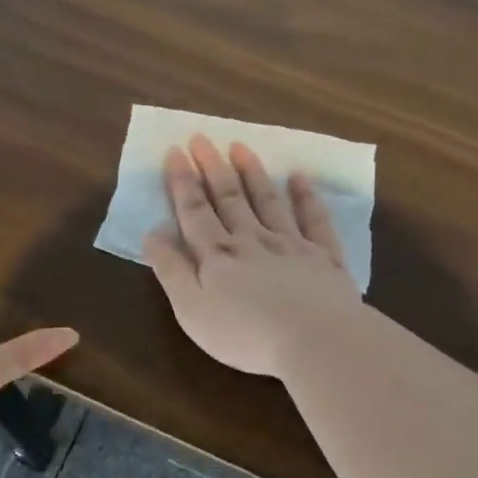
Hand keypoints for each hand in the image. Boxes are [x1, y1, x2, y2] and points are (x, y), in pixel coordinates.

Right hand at [142, 136, 362, 376]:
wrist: (315, 339)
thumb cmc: (245, 334)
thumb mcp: (192, 310)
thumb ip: (171, 270)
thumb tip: (152, 233)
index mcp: (217, 255)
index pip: (194, 211)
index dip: (182, 182)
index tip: (175, 151)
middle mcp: (252, 240)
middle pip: (229, 198)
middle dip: (212, 167)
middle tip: (202, 138)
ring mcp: (291, 244)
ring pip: (268, 201)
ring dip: (253, 173)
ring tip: (240, 147)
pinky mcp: (324, 257)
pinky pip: (314, 219)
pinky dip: (306, 196)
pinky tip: (299, 178)